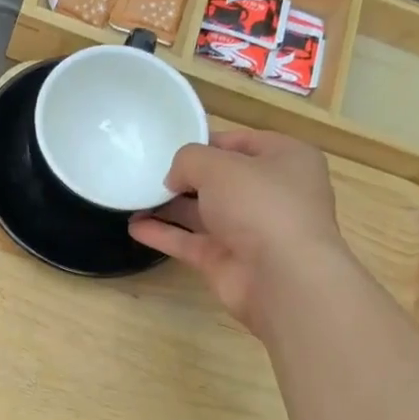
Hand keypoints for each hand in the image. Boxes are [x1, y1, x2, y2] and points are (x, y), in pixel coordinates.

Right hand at [129, 129, 345, 334]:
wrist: (282, 277)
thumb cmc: (260, 205)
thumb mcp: (220, 166)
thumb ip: (188, 161)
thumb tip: (174, 178)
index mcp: (285, 160)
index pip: (241, 142)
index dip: (206, 142)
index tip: (170, 146)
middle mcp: (270, 194)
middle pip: (220, 179)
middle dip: (184, 177)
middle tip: (148, 173)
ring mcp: (249, 230)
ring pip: (203, 213)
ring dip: (169, 206)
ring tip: (133, 198)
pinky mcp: (227, 261)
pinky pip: (190, 242)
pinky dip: (164, 234)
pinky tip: (134, 227)